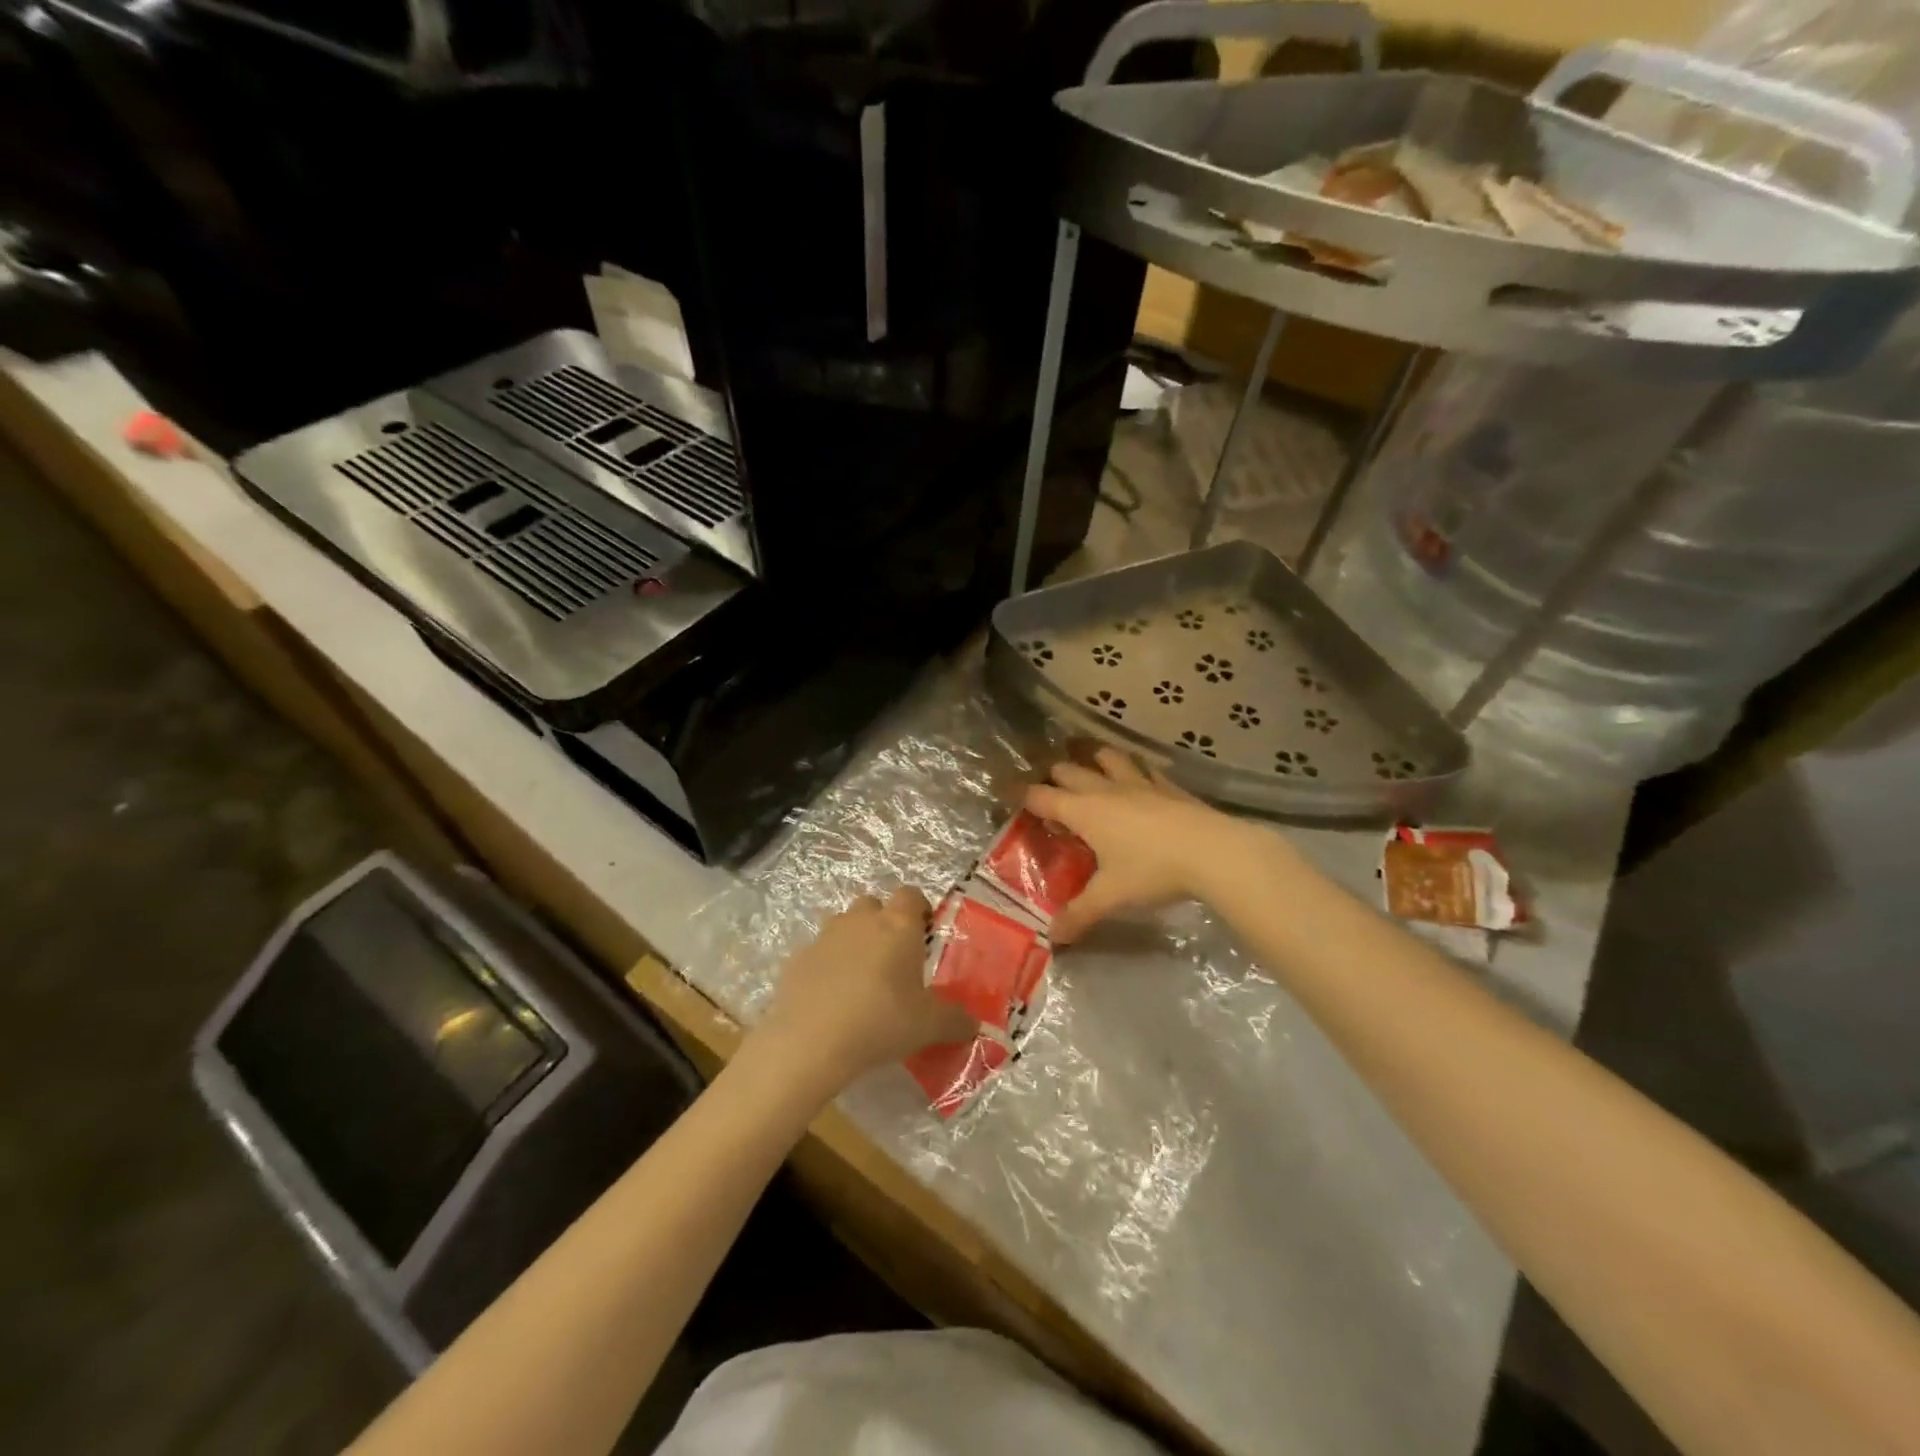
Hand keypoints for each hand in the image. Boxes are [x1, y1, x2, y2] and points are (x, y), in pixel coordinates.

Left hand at [753, 888, 973, 1089]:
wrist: (810, 1042)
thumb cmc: (881, 1021)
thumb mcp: (929, 1026)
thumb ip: (955, 1021)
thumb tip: (973, 1024)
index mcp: (897, 924)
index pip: (911, 894)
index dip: (919, 910)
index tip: (924, 935)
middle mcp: (860, 920)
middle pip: (874, 905)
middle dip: (883, 924)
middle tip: (894, 959)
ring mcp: (824, 936)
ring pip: (843, 926)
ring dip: (853, 942)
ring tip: (861, 980)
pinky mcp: (797, 959)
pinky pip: (818, 954)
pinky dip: (826, 968)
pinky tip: (831, 1000)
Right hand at [1026, 747, 1278, 940]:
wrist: (1213, 852)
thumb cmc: (1152, 870)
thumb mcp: (1111, 896)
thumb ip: (1080, 914)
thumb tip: (1054, 937)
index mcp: (1083, 811)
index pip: (1041, 796)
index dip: (1022, 795)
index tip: (1008, 794)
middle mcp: (1105, 790)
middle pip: (1070, 771)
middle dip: (1054, 775)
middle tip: (1048, 786)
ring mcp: (1140, 783)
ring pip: (1108, 758)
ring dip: (1094, 759)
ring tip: (1089, 763)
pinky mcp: (1169, 786)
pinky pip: (1146, 769)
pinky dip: (1135, 769)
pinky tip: (1141, 776)